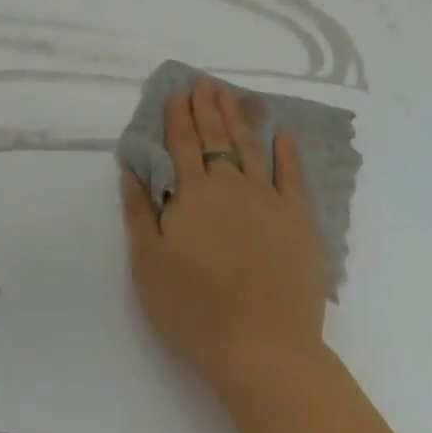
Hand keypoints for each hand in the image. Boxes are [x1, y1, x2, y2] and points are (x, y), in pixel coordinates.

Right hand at [121, 76, 329, 396]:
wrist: (264, 350)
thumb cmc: (195, 312)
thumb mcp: (148, 265)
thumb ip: (138, 211)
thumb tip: (132, 166)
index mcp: (193, 194)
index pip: (182, 144)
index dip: (178, 116)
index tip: (177, 92)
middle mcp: (231, 185)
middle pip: (217, 137)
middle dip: (208, 107)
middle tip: (206, 83)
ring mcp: (269, 199)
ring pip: (251, 147)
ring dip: (240, 118)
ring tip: (233, 95)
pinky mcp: (299, 219)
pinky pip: (292, 175)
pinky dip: (287, 151)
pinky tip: (283, 134)